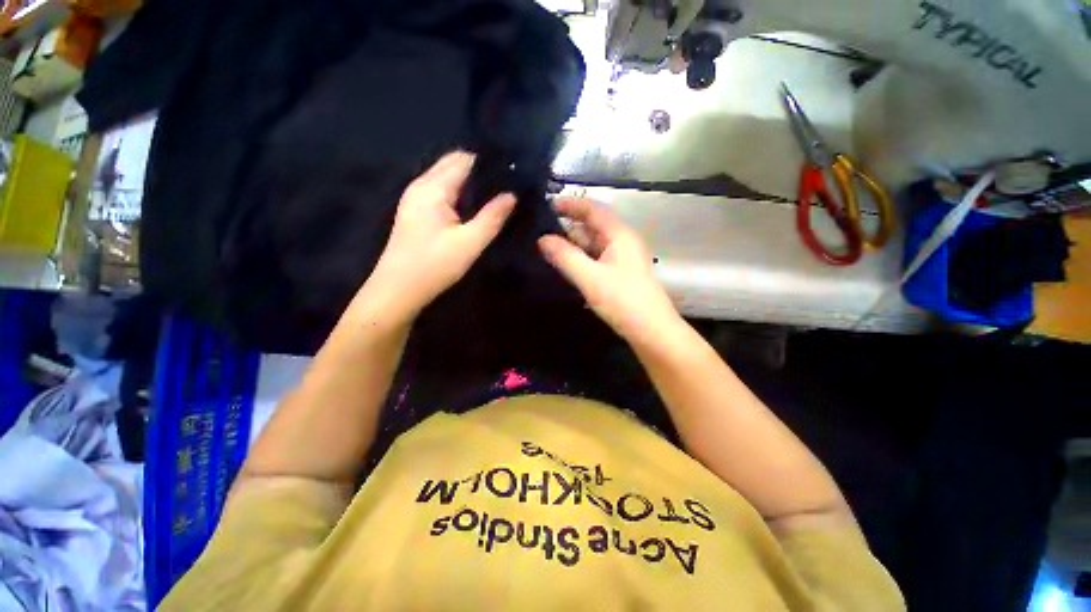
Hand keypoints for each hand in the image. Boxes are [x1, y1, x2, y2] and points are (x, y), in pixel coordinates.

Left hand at [360, 151, 515, 319]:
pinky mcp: (416, 212)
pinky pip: (442, 192)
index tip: (513, 171)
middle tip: (509, 184)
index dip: (488, 163)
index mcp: (433, 188)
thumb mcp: (469, 243)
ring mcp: (416, 198)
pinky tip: (475, 208)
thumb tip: (512, 194)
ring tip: (498, 194)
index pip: (464, 160)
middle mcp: (421, 185)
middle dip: (480, 171)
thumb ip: (492, 217)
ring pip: (448, 179)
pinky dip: (460, 194)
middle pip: (454, 165)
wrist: (397, 290)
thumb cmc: (434, 266)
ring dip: (471, 183)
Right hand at [538, 198, 680, 344]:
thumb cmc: (623, 301)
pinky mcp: (620, 274)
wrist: (652, 331)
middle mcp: (622, 242)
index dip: (571, 205)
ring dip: (573, 245)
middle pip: (593, 226)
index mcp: (620, 235)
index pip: (593, 209)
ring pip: (593, 244)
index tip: (546, 205)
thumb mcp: (590, 278)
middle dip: (568, 227)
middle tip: (540, 231)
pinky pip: (596, 259)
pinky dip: (580, 259)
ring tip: (545, 248)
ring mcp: (622, 259)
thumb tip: (542, 239)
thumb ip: (565, 257)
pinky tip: (565, 265)